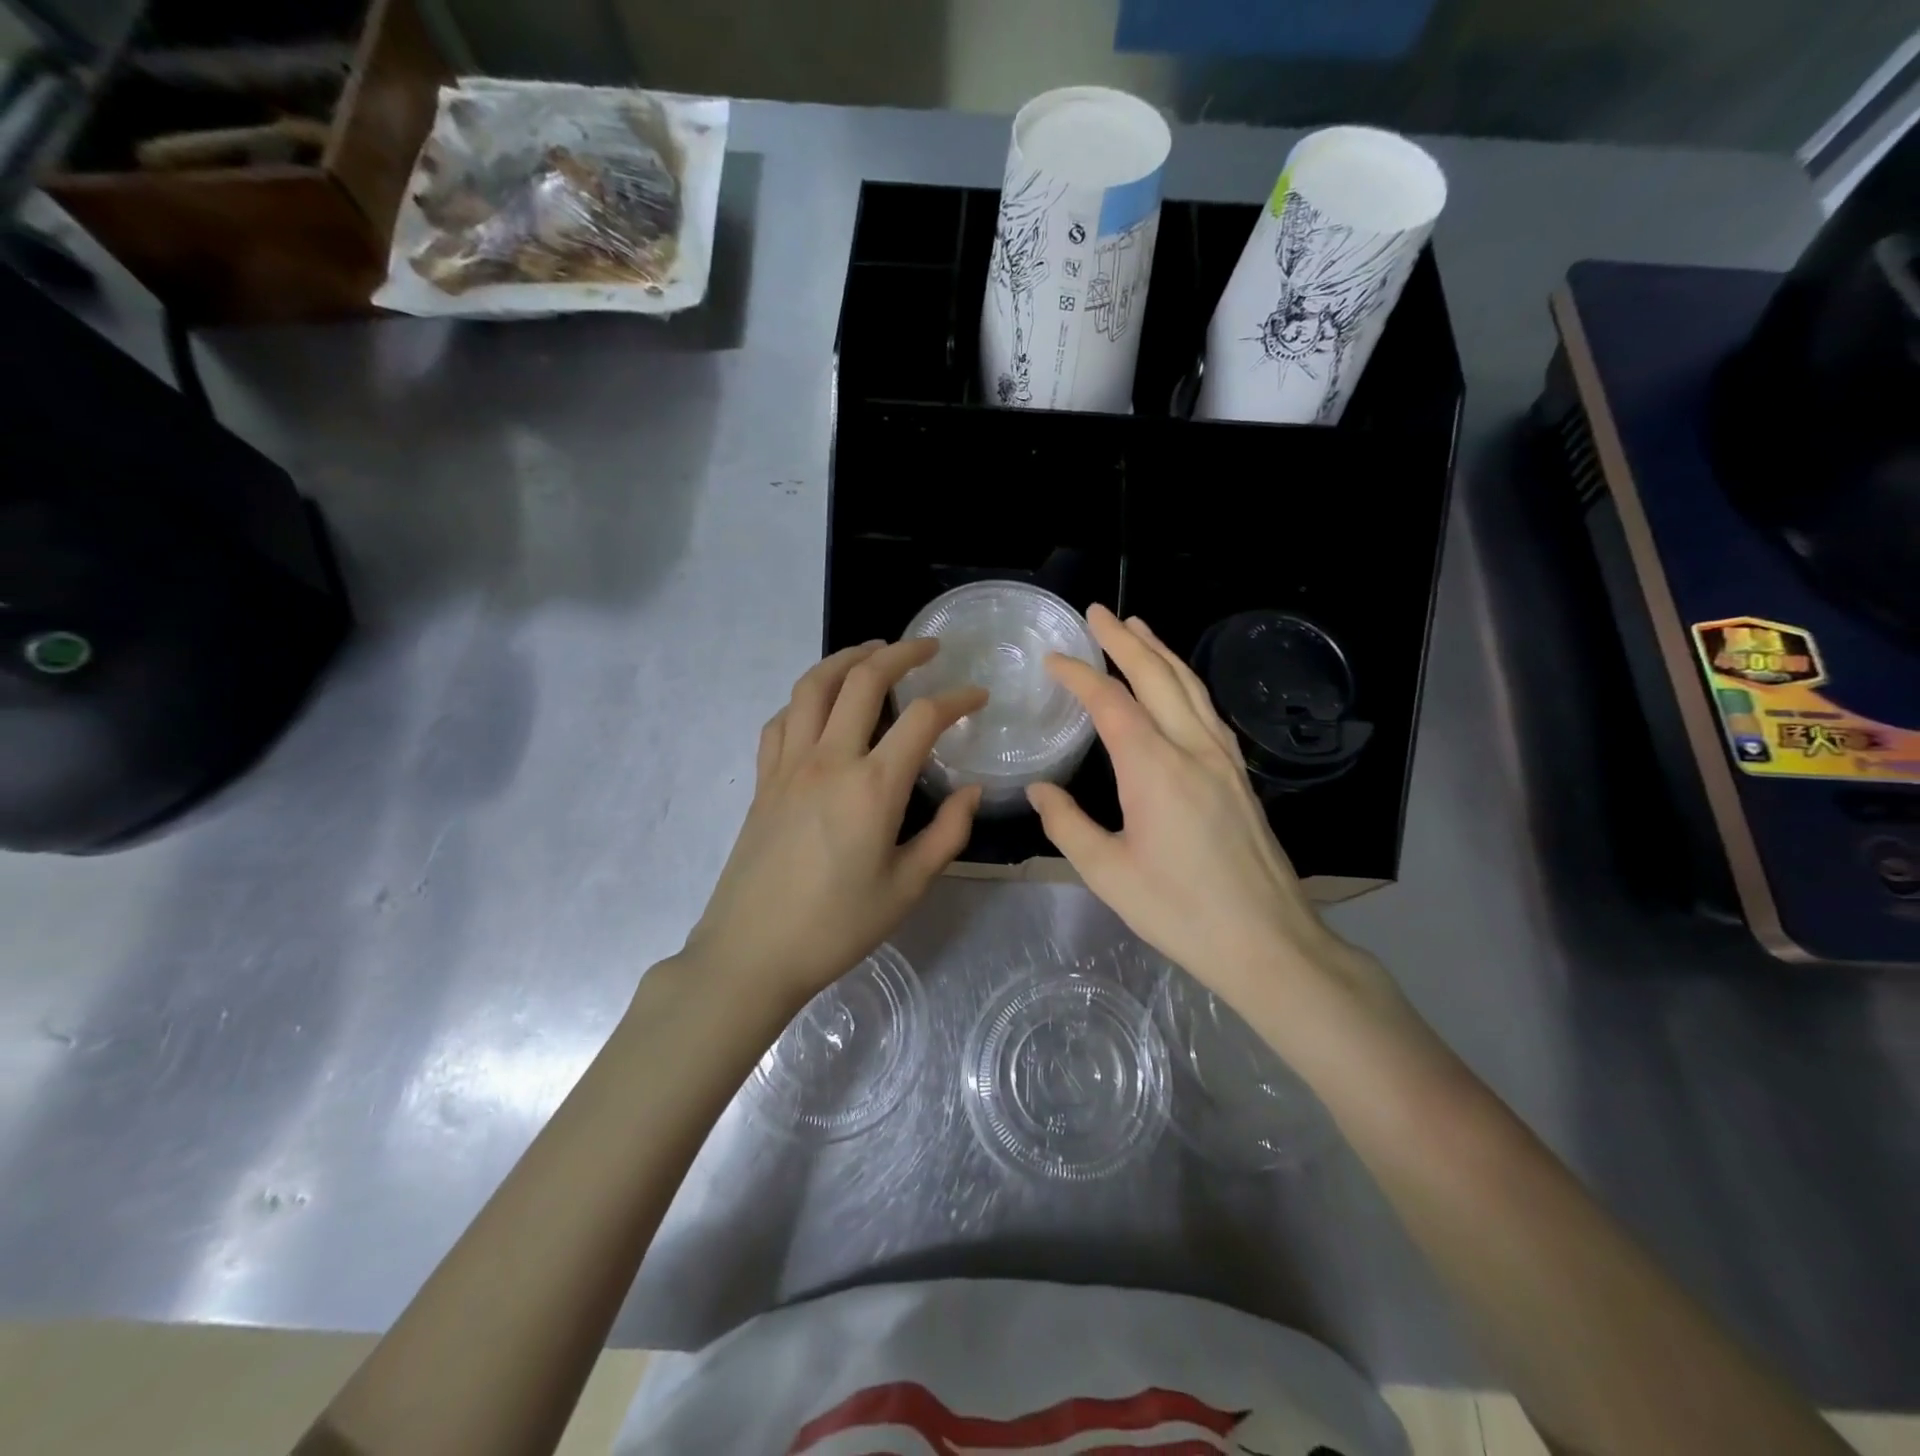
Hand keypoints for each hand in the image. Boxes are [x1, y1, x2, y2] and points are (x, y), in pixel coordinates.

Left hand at [681, 639, 985, 1006]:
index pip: (923, 718)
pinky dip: (806, 697)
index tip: (978, 696)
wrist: (751, 953)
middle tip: (927, 649)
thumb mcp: (907, 888)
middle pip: (864, 679)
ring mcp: (789, 765)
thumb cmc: (836, 927)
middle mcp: (829, 760)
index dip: (957, 698)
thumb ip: (947, 834)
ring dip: (846, 658)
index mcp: (873, 787)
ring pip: (814, 685)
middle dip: (901, 653)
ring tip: (872, 652)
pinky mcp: (764, 779)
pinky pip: (783, 719)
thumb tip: (971, 791)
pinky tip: (820, 703)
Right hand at [1027, 606, 1400, 1023]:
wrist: (1267, 942)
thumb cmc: (1180, 911)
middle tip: (1098, 612)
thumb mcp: (1107, 873)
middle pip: (1157, 678)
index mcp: (1154, 769)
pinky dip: (1186, 684)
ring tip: (1138, 628)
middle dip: (1125, 641)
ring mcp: (1224, 760)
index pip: (1111, 703)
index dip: (1079, 675)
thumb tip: (1040, 789)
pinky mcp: (1240, 776)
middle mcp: (1193, 750)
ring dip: (1161, 653)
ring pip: (1191, 688)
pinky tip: (1180, 687)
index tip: (1054, 659)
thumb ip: (1067, 824)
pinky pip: (1209, 711)